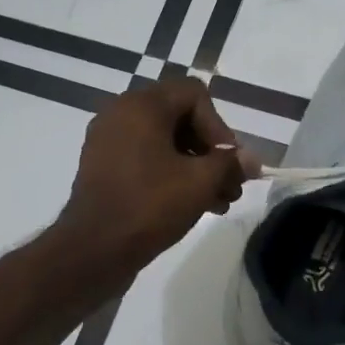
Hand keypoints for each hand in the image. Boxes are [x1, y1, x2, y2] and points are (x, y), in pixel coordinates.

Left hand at [56, 80, 257, 278]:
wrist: (93, 249)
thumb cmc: (149, 206)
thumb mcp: (200, 182)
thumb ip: (230, 163)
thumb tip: (250, 159)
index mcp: (141, 105)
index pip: (194, 94)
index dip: (219, 126)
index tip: (229, 162)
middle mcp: (121, 113)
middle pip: (180, 118)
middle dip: (211, 151)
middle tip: (231, 186)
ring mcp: (108, 141)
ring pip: (165, 142)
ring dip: (196, 167)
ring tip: (219, 202)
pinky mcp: (103, 167)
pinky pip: (145, 158)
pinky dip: (171, 174)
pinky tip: (193, 204)